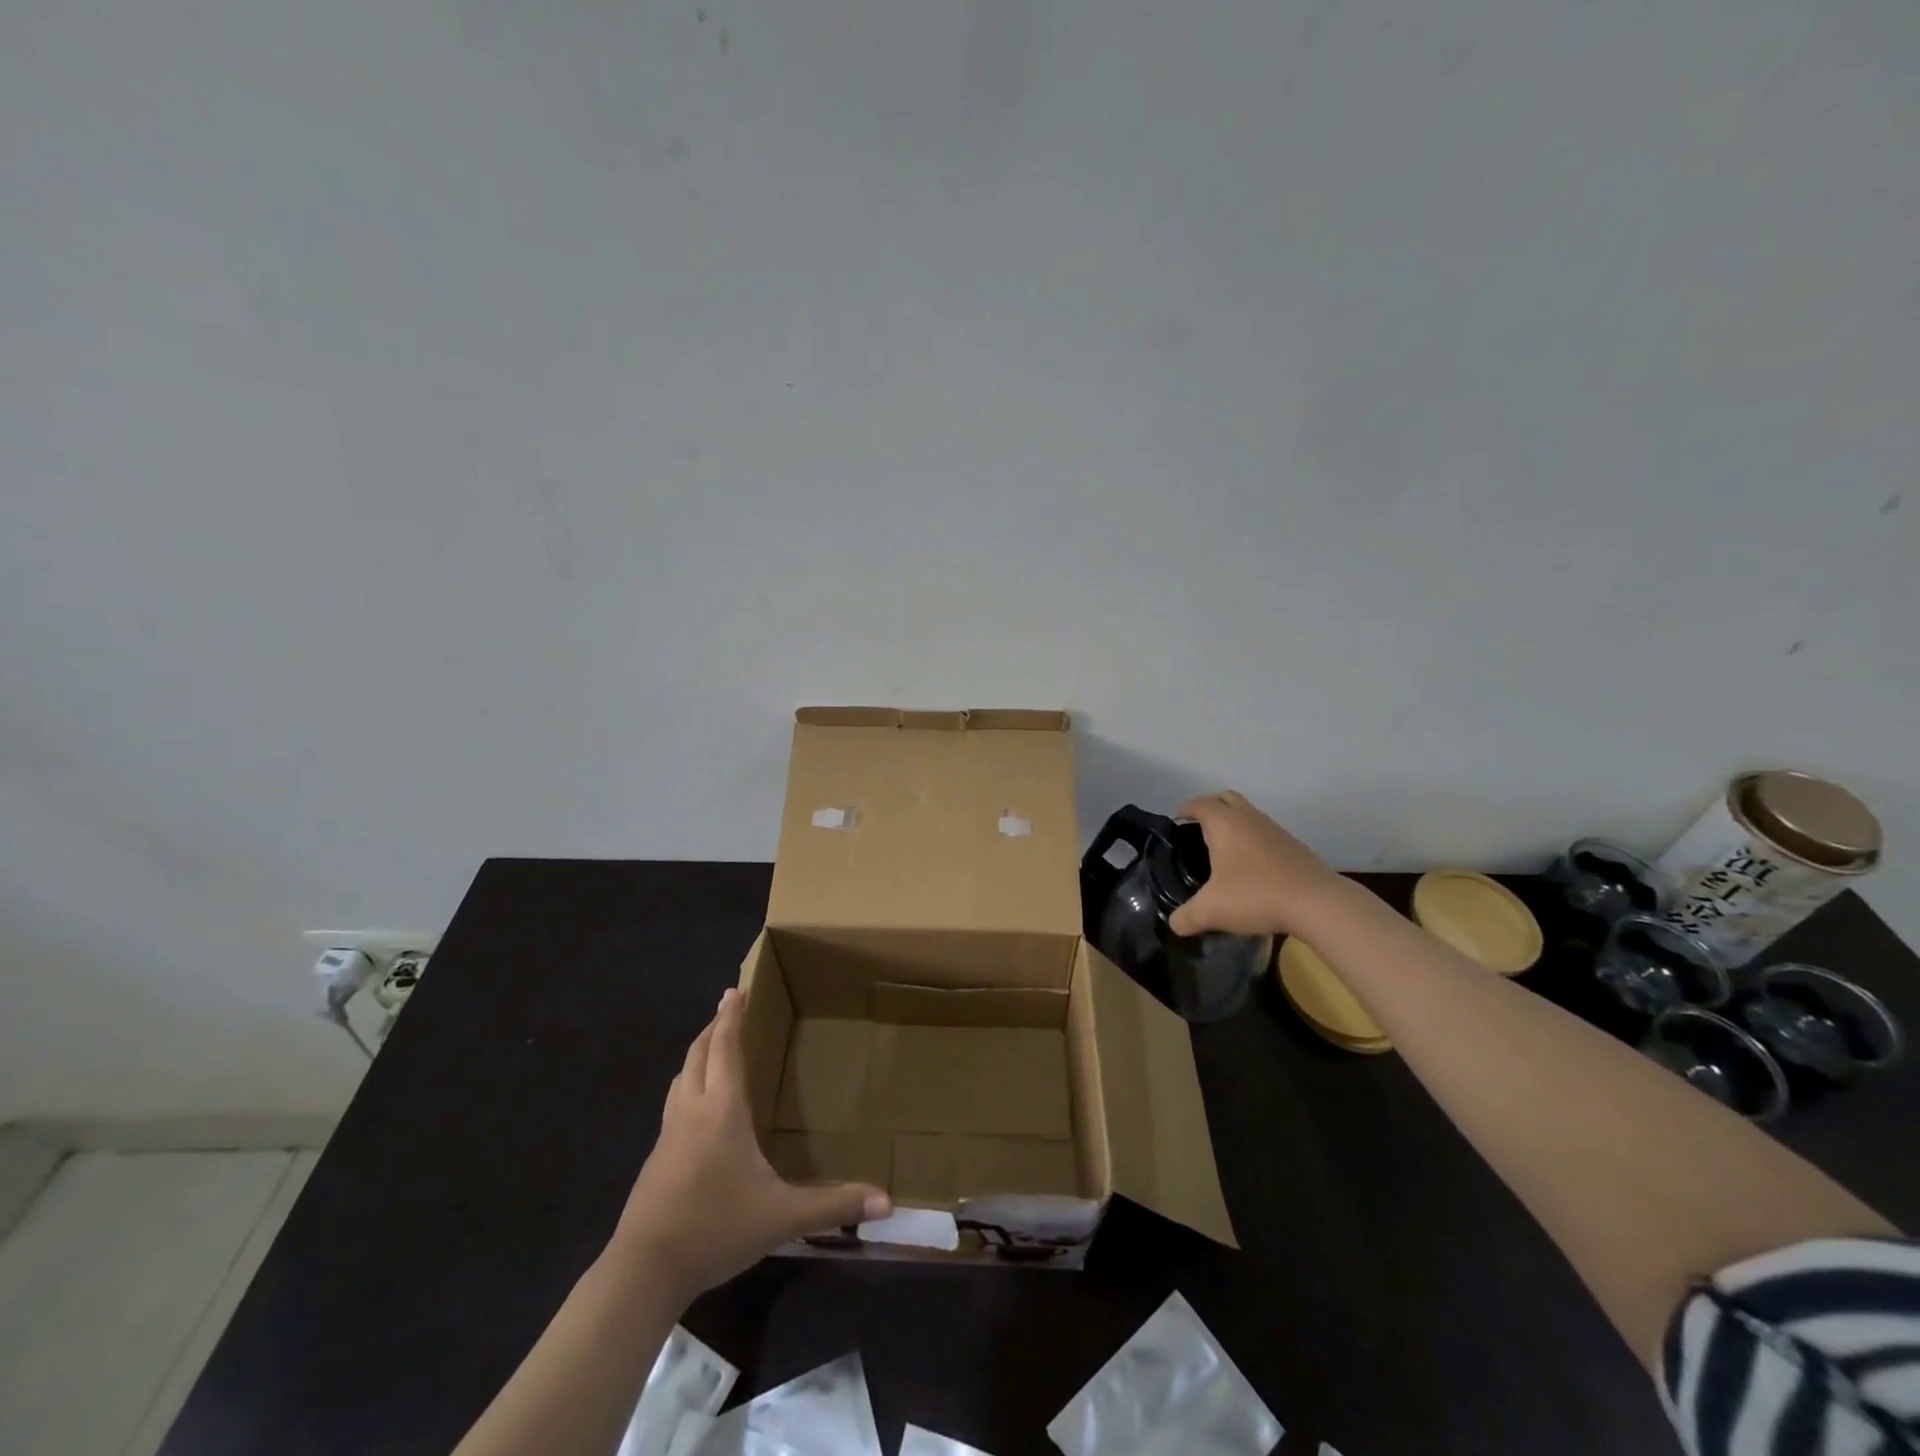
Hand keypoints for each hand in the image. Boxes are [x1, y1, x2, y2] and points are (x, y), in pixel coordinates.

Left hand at [611, 988, 890, 1298]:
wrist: (644, 1270)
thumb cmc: (716, 1227)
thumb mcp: (782, 1216)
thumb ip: (833, 1206)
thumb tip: (887, 1202)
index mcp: (721, 1109)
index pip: (725, 1048)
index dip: (729, 1017)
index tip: (733, 989)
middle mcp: (692, 1110)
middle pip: (698, 1055)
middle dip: (713, 1028)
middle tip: (727, 1010)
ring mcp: (668, 1134)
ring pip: (681, 1078)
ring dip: (697, 1056)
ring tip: (713, 1051)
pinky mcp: (655, 1159)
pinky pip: (673, 1105)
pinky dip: (688, 1087)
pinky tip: (698, 1111)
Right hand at [1167, 791, 1343, 937]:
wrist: (1317, 903)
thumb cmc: (1255, 895)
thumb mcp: (1212, 910)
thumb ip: (1187, 917)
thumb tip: (1174, 924)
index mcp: (1224, 823)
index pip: (1200, 804)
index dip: (1186, 808)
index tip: (1177, 819)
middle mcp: (1249, 818)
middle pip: (1226, 798)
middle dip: (1211, 807)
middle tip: (1199, 827)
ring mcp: (1274, 830)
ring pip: (1249, 814)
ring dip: (1234, 823)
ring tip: (1223, 849)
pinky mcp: (1294, 846)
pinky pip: (1265, 833)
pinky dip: (1253, 840)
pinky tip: (1251, 866)